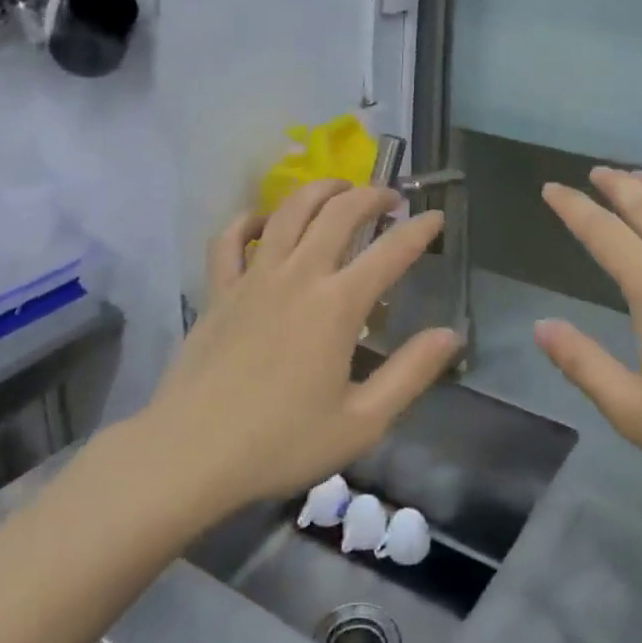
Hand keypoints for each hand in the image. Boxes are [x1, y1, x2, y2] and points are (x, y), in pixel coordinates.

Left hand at [142, 180, 460, 515]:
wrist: (190, 454)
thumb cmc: (281, 443)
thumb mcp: (362, 421)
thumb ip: (411, 373)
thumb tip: (451, 335)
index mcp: (338, 304)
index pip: (391, 252)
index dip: (420, 230)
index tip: (437, 217)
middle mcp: (298, 275)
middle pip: (339, 212)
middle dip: (371, 195)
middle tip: (391, 198)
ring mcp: (253, 277)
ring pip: (288, 210)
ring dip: (319, 190)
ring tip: (340, 188)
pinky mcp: (217, 290)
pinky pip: (230, 238)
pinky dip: (249, 219)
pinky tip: (264, 220)